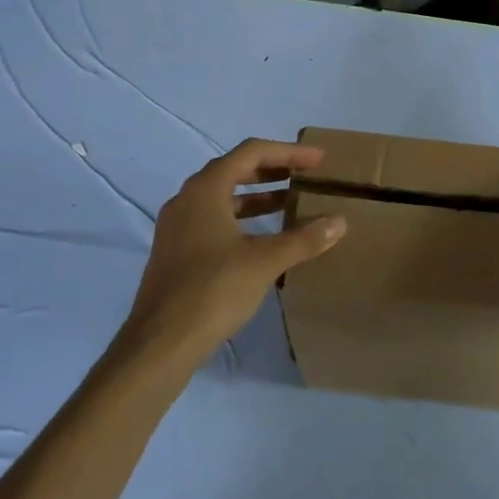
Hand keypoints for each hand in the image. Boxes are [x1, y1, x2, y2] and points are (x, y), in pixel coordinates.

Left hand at [132, 139, 346, 357]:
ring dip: (259, 196)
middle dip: (274, 170)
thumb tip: (339, 222)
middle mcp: (187, 200)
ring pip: (224, 198)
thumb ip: (303, 239)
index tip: (319, 161)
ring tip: (292, 203)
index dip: (289, 152)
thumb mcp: (265, 262)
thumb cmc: (212, 291)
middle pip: (235, 170)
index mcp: (205, 190)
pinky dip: (244, 219)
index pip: (251, 152)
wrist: (159, 346)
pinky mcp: (177, 253)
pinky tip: (265, 238)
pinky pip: (215, 221)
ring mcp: (178, 228)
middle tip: (307, 176)